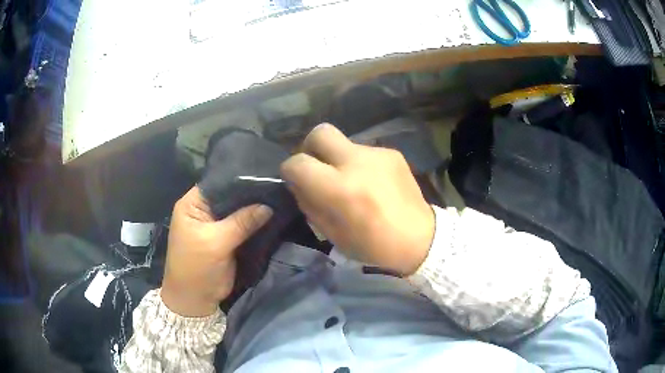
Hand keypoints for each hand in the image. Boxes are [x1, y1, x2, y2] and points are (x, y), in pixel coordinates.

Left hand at [161, 186, 272, 316]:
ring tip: (279, 194)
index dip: (238, 177)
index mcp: (192, 204)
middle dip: (249, 192)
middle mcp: (203, 210)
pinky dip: (254, 222)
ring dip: (254, 207)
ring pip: (237, 210)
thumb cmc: (196, 267)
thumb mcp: (216, 242)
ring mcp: (216, 224)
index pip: (217, 182)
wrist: (196, 299)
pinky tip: (273, 213)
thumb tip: (268, 206)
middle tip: (276, 183)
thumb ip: (241, 222)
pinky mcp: (227, 238)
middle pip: (229, 195)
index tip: (263, 171)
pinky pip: (243, 225)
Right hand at [281, 124, 434, 274]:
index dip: (289, 171)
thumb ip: (309, 203)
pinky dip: (359, 164)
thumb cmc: (373, 245)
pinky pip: (363, 152)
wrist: (420, 239)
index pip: (297, 163)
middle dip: (310, 147)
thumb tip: (298, 183)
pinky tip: (371, 183)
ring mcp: (377, 154)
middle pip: (319, 133)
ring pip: (343, 142)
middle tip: (317, 167)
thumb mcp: (331, 234)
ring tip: (351, 182)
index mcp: (339, 189)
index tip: (294, 180)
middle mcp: (357, 163)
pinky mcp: (392, 153)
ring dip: (338, 159)